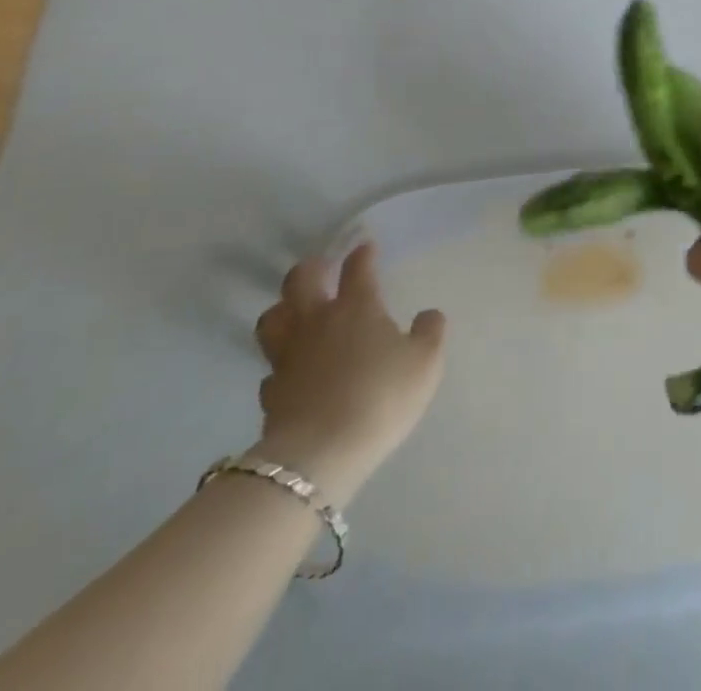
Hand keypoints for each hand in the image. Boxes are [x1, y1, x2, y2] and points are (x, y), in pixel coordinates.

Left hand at [252, 242, 445, 497]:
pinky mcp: (271, 392)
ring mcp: (288, 356)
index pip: (358, 268)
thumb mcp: (425, 362)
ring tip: (295, 311)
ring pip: (272, 319)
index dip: (363, 254)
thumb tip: (429, 314)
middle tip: (320, 267)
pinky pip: (271, 368)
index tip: (366, 246)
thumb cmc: (381, 396)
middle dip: (310, 268)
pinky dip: (280, 364)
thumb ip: (430, 332)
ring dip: (282, 309)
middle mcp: (317, 321)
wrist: (320, 453)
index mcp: (357, 307)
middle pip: (300, 280)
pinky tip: (292, 371)